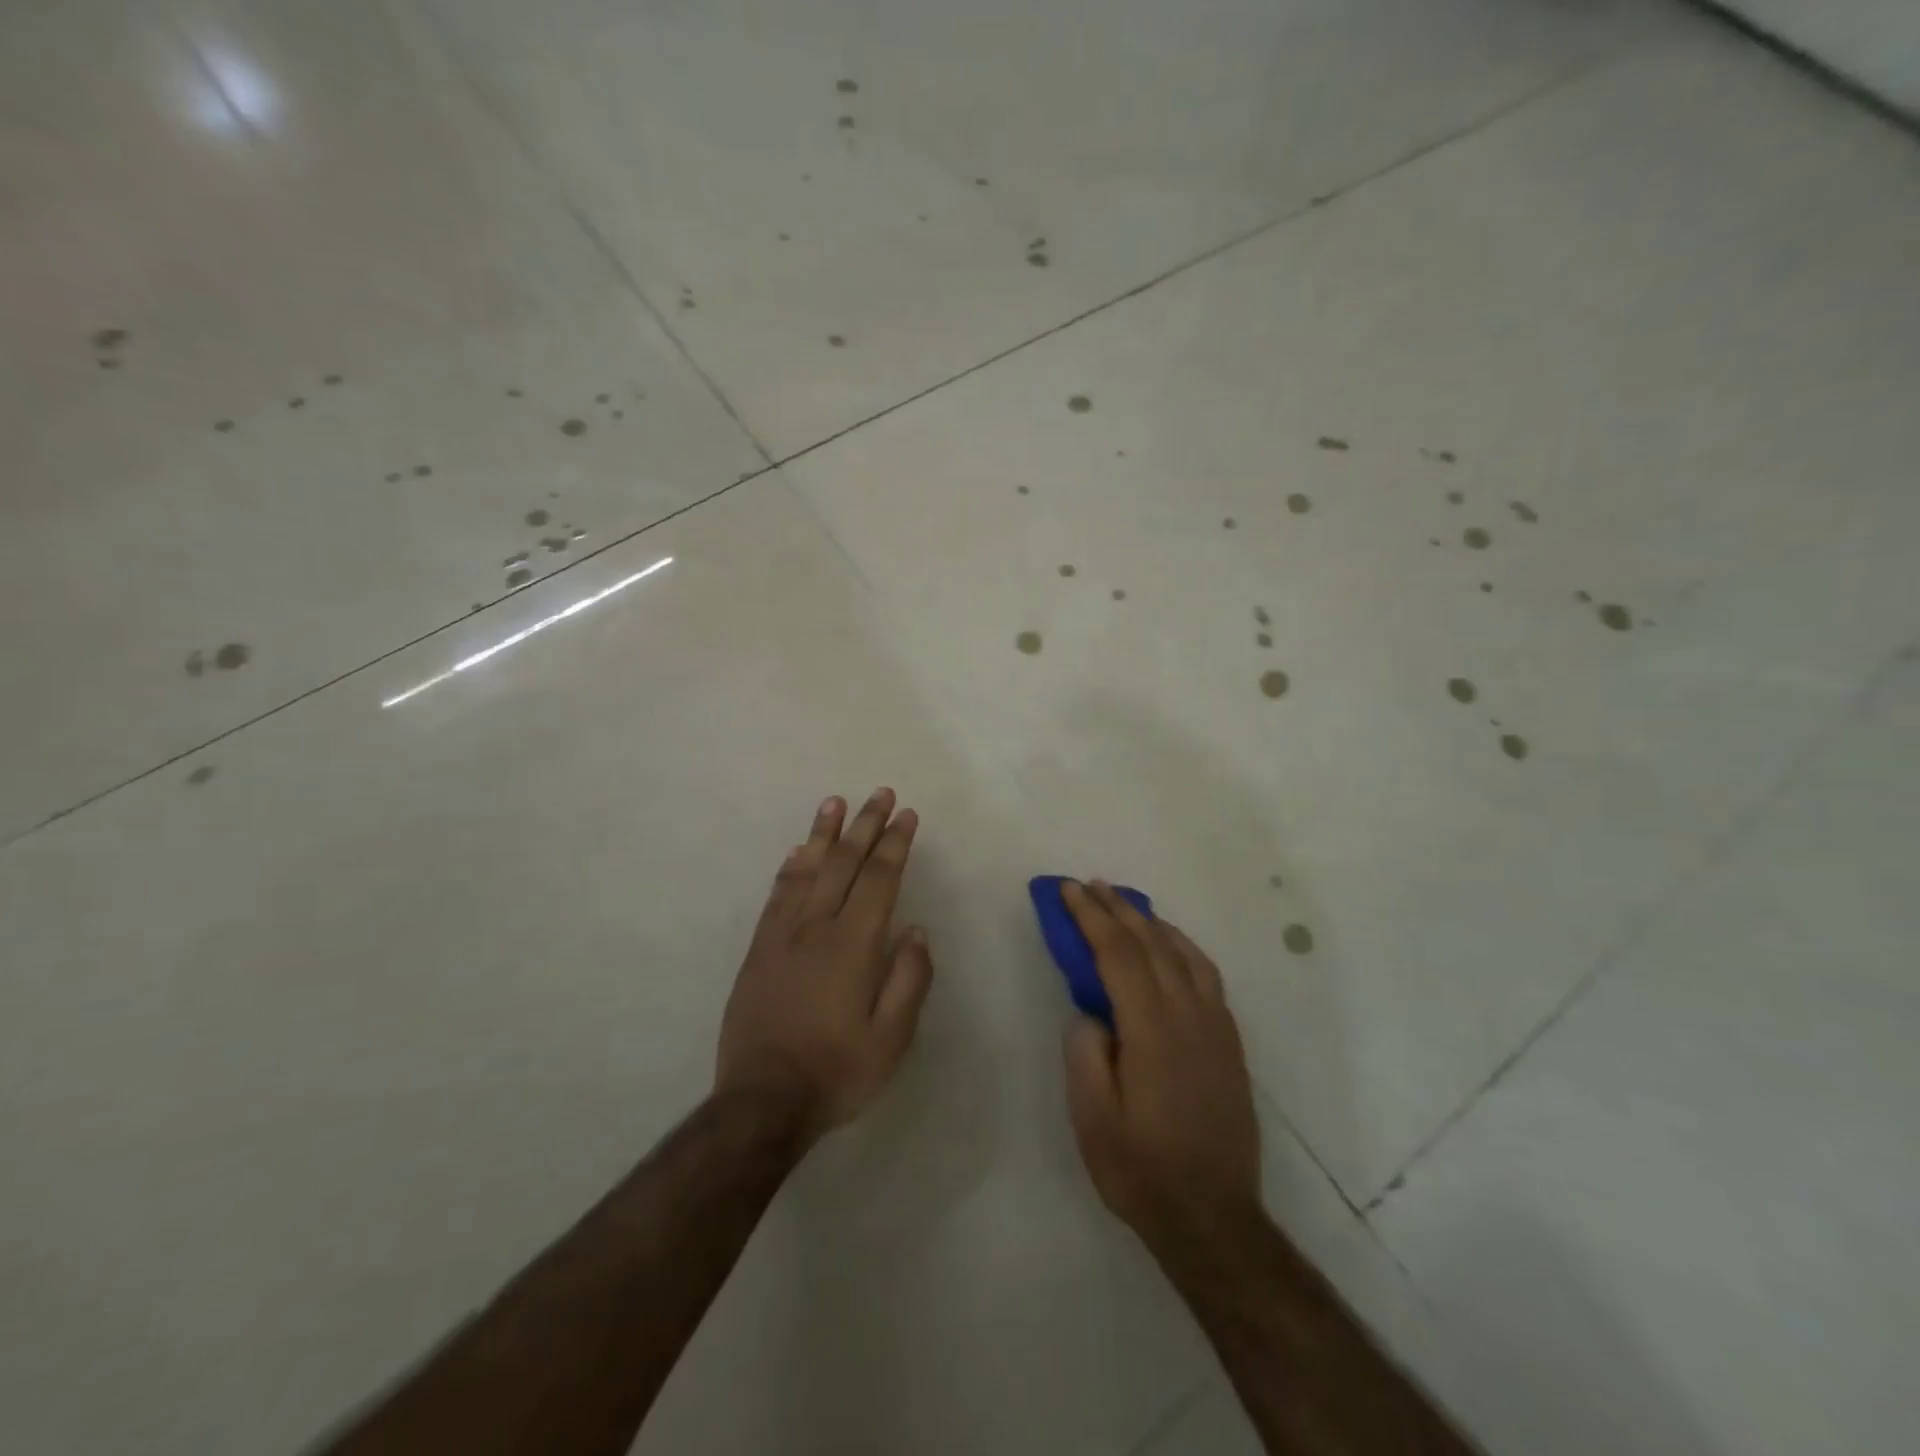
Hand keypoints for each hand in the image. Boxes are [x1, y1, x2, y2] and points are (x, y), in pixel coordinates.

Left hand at [716, 789, 934, 1141]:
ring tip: (835, 802)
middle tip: (880, 794)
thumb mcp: (891, 1039)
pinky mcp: (759, 948)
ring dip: (824, 833)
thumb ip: (908, 979)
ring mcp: (782, 935)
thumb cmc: (836, 1071)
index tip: (906, 815)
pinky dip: (791, 865)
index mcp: (853, 945)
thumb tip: (915, 930)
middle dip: (865, 825)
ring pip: (807, 869)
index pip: (879, 879)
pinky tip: (798, 850)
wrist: (762, 1101)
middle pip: (844, 863)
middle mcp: (817, 927)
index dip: (895, 843)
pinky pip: (777, 894)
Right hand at [1060, 881, 1261, 1251]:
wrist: (1214, 1218)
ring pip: (1184, 954)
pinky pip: (1207, 976)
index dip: (1091, 917)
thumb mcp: (1093, 1119)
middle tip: (1090, 885)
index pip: (1118, 955)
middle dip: (1118, 909)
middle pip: (1152, 944)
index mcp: (1151, 1031)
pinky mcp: (1229, 1043)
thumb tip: (1091, 1012)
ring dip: (1152, 922)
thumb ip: (1086, 1054)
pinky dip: (1183, 947)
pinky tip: (1171, 947)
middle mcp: (1189, 1017)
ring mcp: (1215, 1028)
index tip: (1069, 890)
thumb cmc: (1142, 1170)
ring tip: (1126, 905)